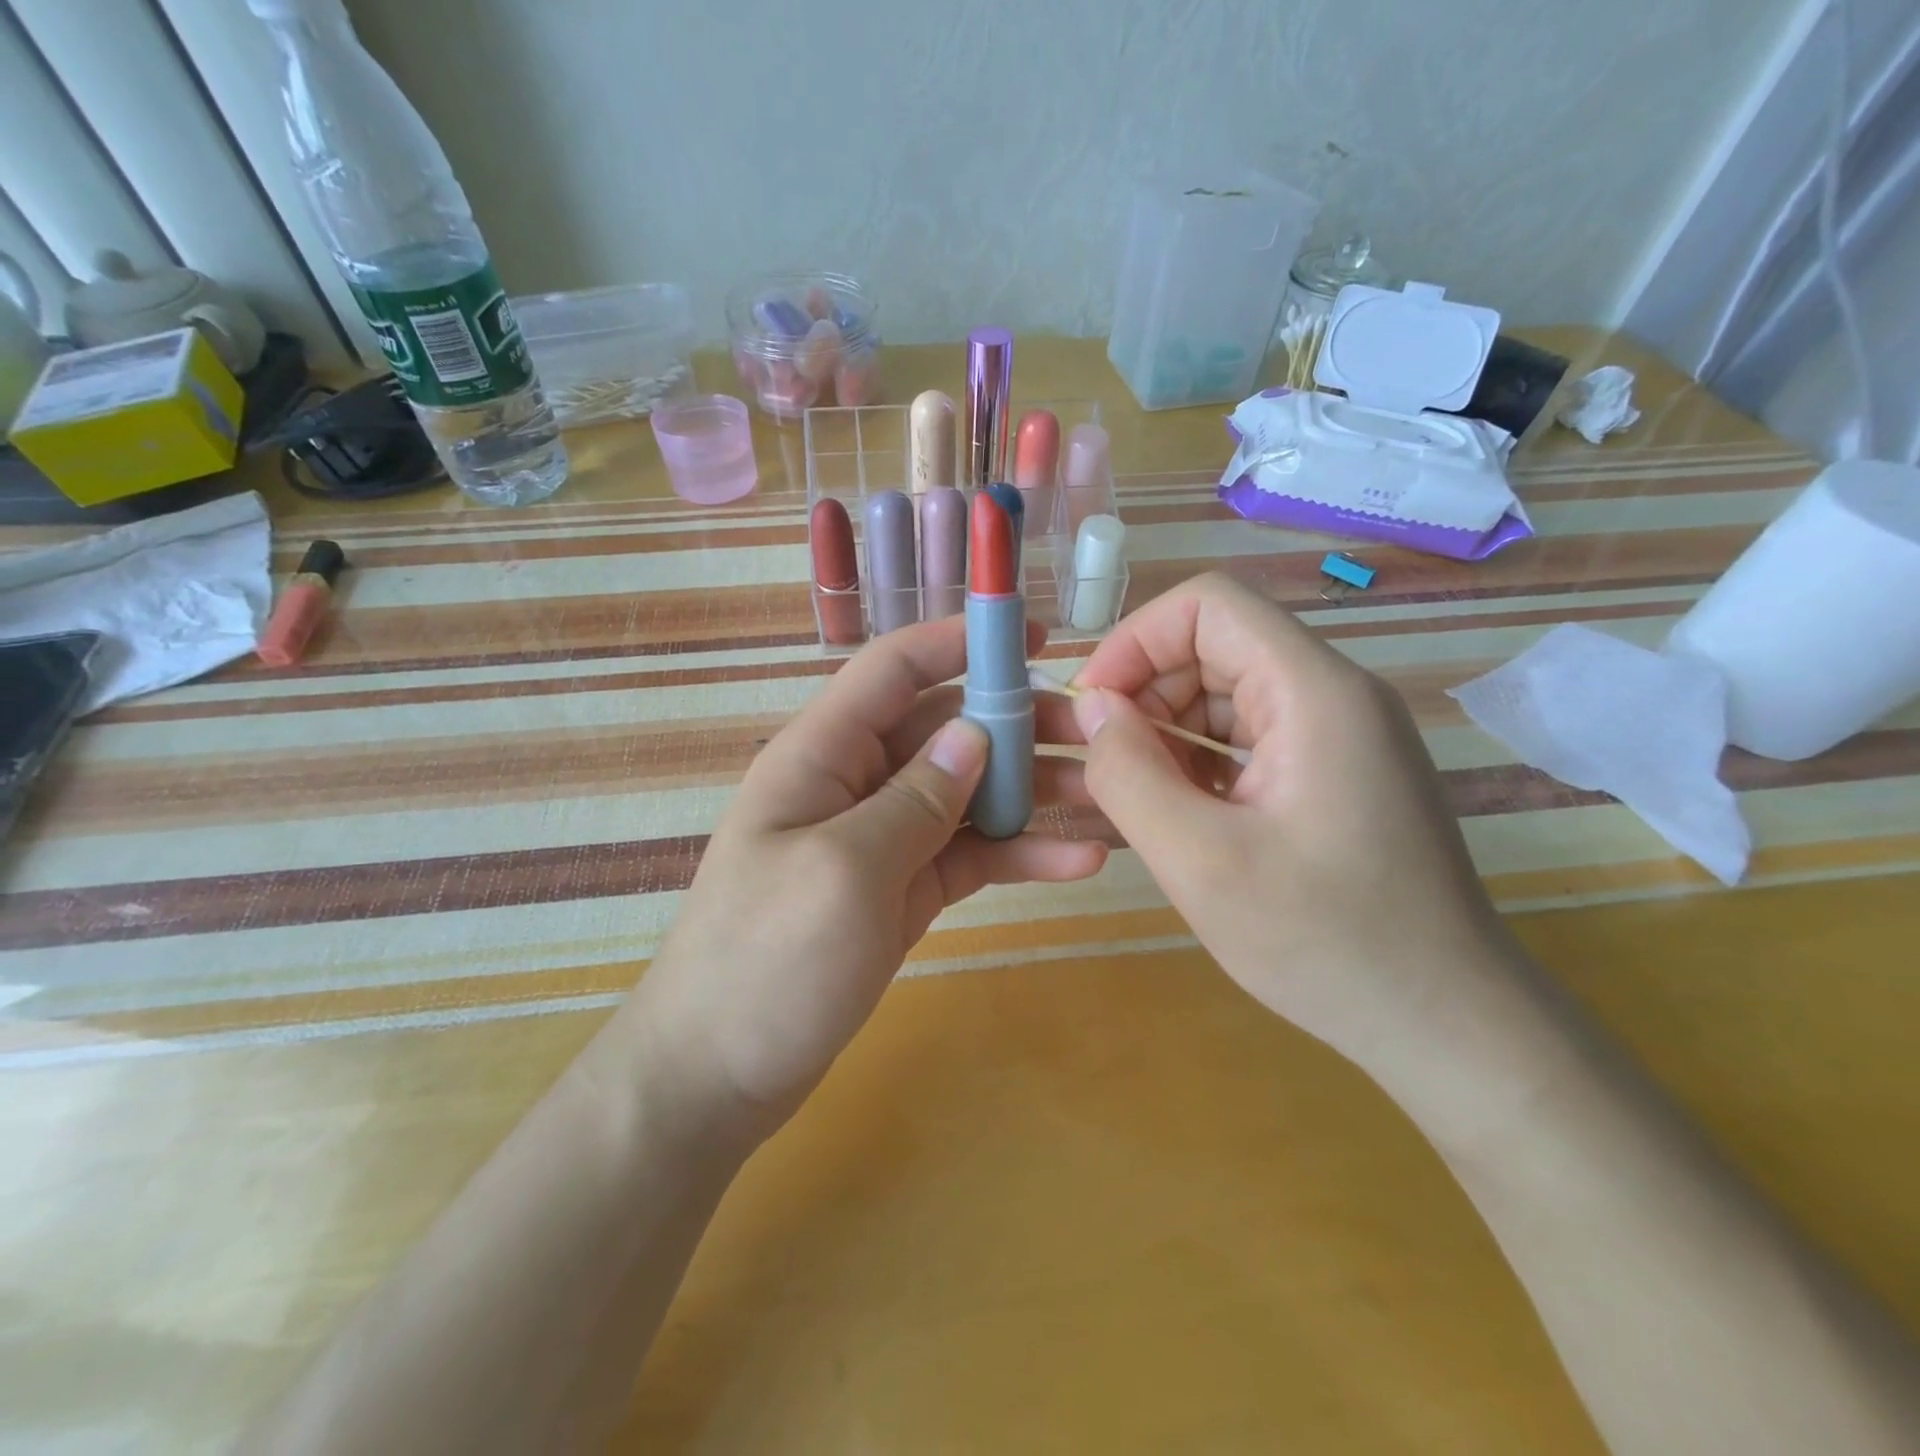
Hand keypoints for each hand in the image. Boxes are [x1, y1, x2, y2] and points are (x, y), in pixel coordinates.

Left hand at [628, 616, 1106, 1142]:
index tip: (1034, 635)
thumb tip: (973, 735)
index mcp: (822, 754)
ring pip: (966, 793)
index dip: (959, 641)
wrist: (719, 1075)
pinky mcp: (904, 890)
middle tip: (1097, 736)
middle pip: (945, 730)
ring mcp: (883, 839)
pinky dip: (1017, 853)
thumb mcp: (844, 870)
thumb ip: (914, 798)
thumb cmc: (766, 961)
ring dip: (1030, 791)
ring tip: (1105, 797)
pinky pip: (967, 854)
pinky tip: (1076, 862)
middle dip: (1019, 724)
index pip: (894, 670)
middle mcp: (855, 783)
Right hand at [1069, 573, 1515, 1070]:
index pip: (1209, 605)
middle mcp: (1333, 695)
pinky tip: (1182, 816)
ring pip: (1226, 693)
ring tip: (1139, 798)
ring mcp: (1339, 734)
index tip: (1093, 705)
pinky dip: (1199, 762)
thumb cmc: (1326, 942)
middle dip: (1146, 692)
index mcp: (1314, 693)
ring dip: (1168, 732)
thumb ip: (1129, 774)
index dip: (1136, 640)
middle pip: (1215, 646)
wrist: (1445, 1023)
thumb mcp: (1200, 862)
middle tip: (1107, 765)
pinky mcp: (1334, 773)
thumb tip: (1094, 709)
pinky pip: (1247, 737)